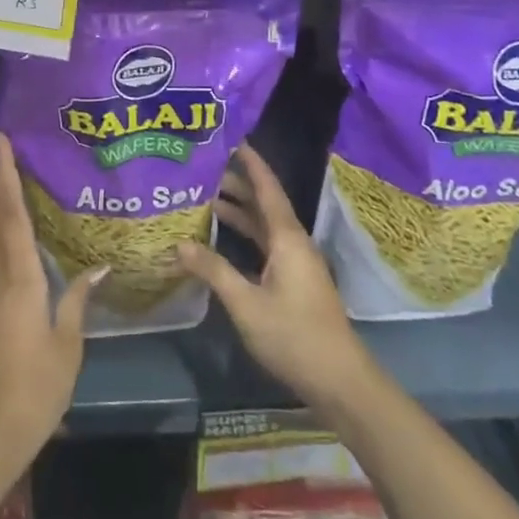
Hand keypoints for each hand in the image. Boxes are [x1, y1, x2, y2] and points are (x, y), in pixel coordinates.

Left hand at [0, 133, 103, 471]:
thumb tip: (96, 266)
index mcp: (19, 281)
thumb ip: (76, 301)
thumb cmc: (34, 392)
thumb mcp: (67, 347)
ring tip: (8, 181)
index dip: (6, 176)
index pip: (12, 215)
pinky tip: (7, 236)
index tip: (0, 143)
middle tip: (3, 148)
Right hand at [177, 144, 377, 413]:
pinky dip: (246, 235)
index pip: (267, 189)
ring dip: (240, 211)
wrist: (338, 380)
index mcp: (287, 238)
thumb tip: (179, 244)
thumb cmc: (293, 335)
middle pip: (265, 204)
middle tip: (206, 167)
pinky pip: (266, 245)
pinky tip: (223, 238)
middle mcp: (293, 243)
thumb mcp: (246, 303)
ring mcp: (295, 263)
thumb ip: (213, 271)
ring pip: (265, 226)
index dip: (251, 163)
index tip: (234, 139)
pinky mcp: (294, 281)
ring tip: (208, 196)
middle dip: (239, 184)